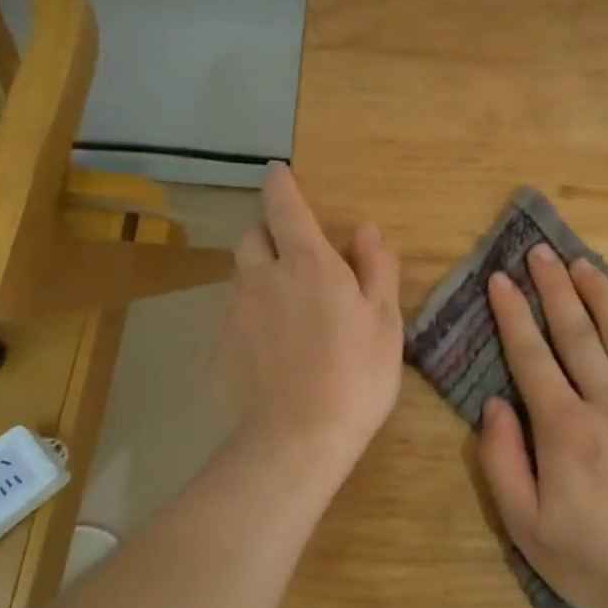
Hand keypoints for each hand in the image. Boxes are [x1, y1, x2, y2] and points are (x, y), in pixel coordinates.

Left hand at [222, 164, 402, 474]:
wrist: (299, 436)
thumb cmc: (356, 373)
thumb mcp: (385, 320)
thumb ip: (376, 269)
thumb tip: (365, 231)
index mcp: (308, 264)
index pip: (285, 208)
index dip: (280, 185)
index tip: (277, 171)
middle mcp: (264, 277)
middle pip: (252, 236)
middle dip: (268, 233)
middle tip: (294, 254)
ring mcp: (238, 311)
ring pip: (241, 274)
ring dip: (259, 272)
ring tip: (286, 303)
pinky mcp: (223, 345)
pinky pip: (235, 312)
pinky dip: (252, 312)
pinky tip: (273, 344)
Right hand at [477, 245, 607, 607]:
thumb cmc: (595, 563)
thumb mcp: (526, 527)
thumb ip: (502, 461)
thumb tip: (495, 406)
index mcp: (566, 428)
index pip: (532, 357)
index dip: (513, 315)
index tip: (501, 280)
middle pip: (578, 334)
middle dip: (556, 289)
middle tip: (541, 252)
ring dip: (604, 299)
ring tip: (586, 265)